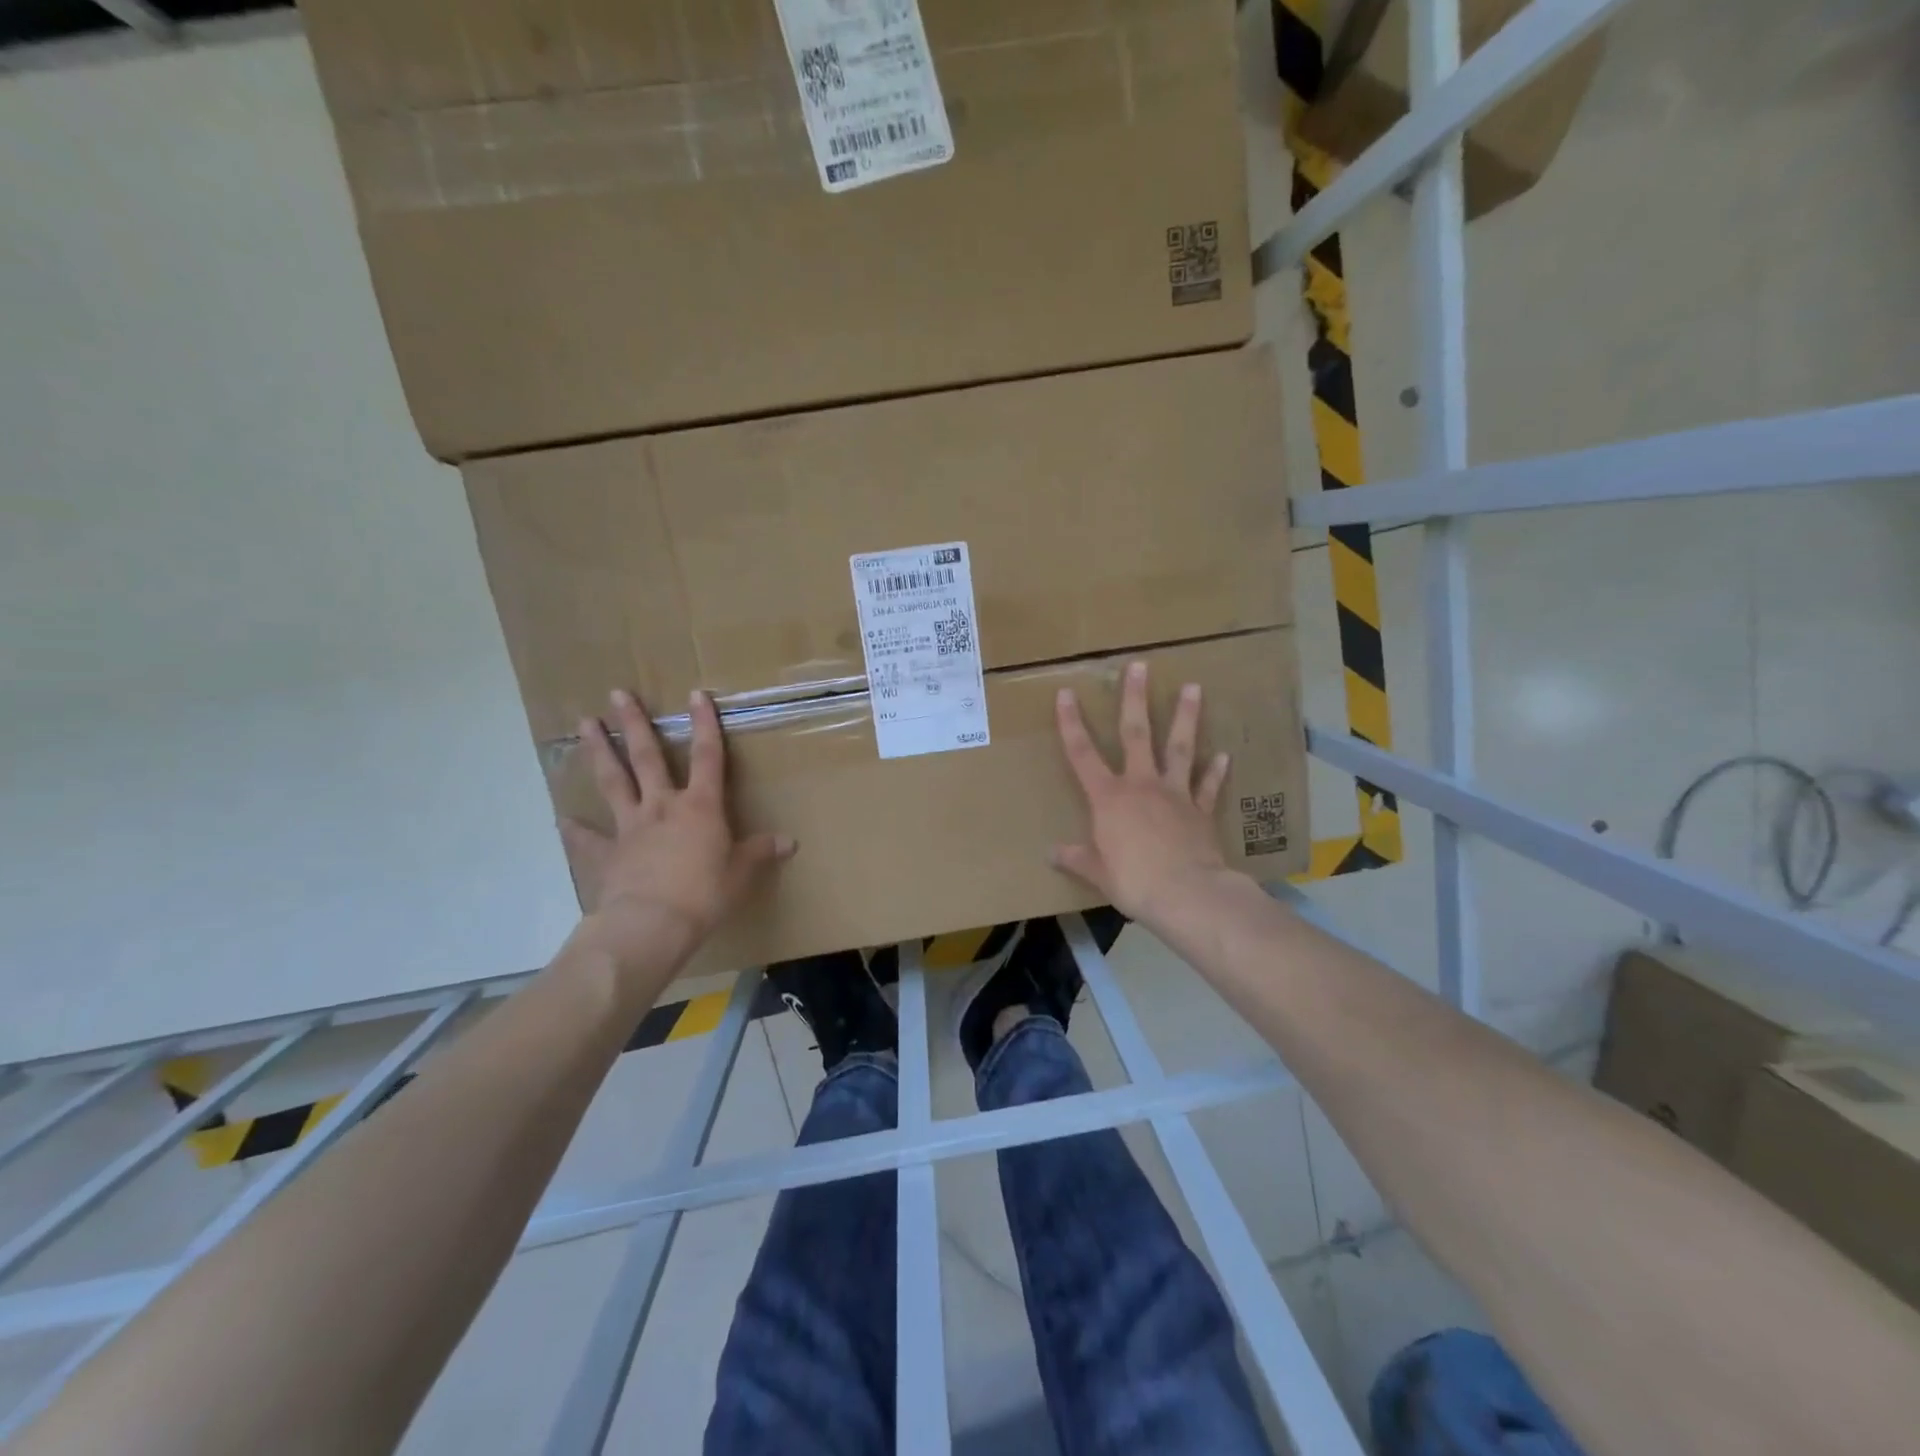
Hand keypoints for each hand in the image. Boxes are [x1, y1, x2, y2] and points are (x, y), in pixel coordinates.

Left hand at [560, 689, 794, 971]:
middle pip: (647, 757)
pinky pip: (588, 839)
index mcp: (700, 807)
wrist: (651, 925)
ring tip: (584, 723)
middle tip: (617, 694)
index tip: (695, 693)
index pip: (707, 756)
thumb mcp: (741, 873)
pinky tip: (562, 819)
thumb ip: (760, 853)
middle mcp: (663, 806)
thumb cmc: (704, 894)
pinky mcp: (607, 854)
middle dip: (635, 723)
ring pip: (613, 781)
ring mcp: (631, 827)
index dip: (704, 724)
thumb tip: (789, 842)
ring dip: (600, 751)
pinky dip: (575, 830)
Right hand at [1051, 660, 1239, 927]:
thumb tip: (1052, 854)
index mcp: (1108, 798)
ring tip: (1194, 688)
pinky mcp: (1201, 810)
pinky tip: (1222, 755)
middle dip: (1135, 698)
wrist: (1186, 893)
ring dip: (1185, 717)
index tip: (1066, 693)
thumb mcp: (1096, 872)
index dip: (1071, 723)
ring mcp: (1175, 794)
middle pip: (1136, 733)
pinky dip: (1214, 771)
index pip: (1082, 753)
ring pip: (1179, 747)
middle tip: (1140, 666)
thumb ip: (1076, 858)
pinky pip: (1207, 786)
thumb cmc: (1132, 880)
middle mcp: (1141, 785)